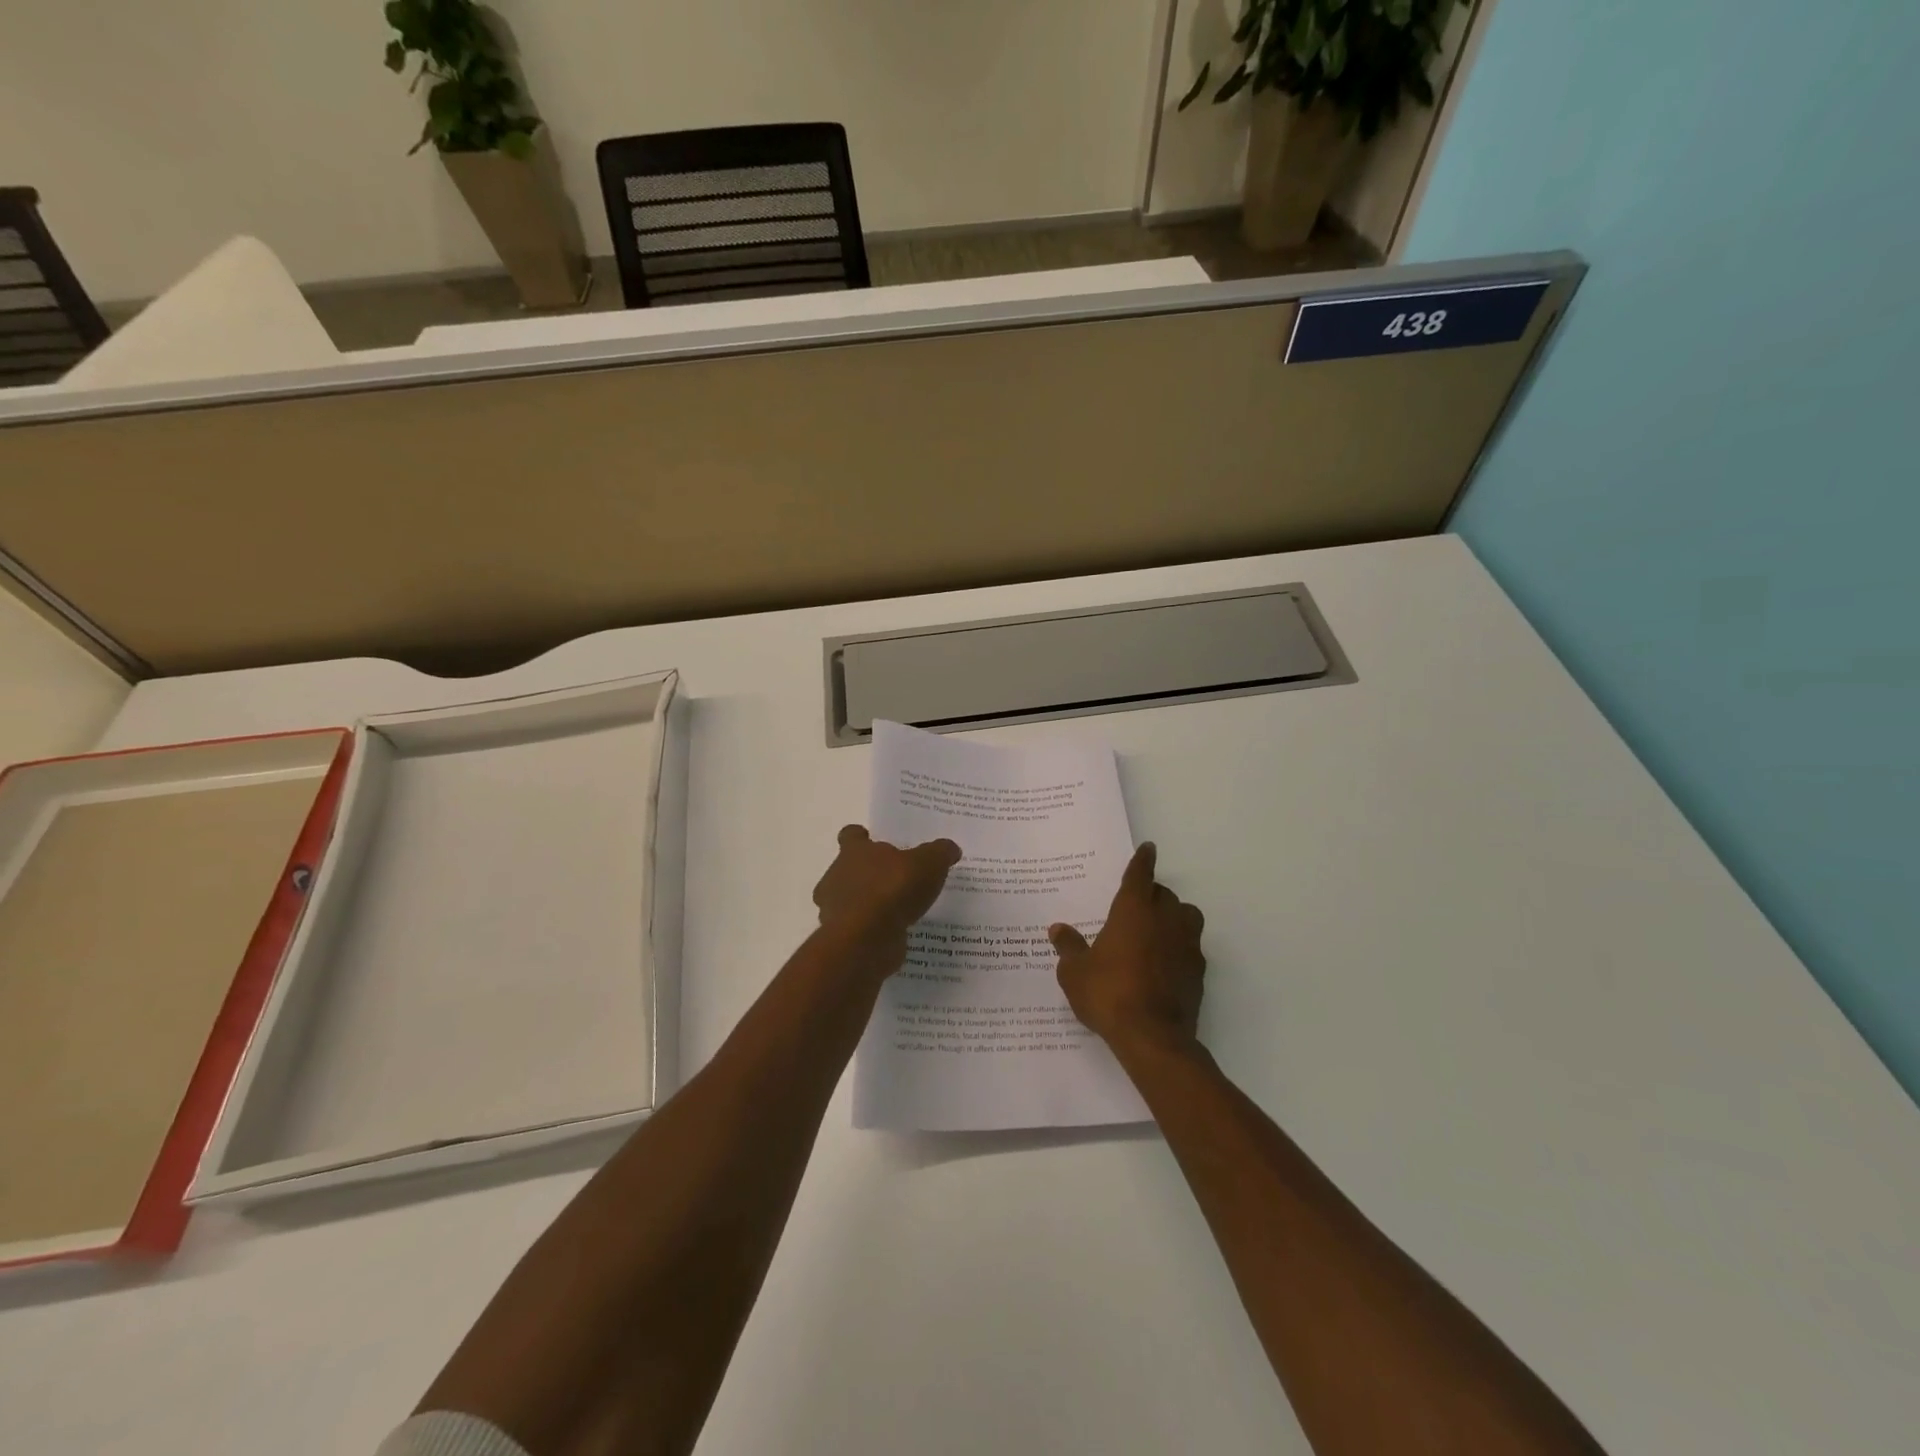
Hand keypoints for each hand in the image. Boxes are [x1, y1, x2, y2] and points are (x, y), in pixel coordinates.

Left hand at [813, 824, 960, 946]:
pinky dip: (874, 929)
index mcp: (854, 852)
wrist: (865, 941)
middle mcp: (838, 876)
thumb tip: (950, 848)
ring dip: (871, 902)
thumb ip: (940, 853)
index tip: (874, 842)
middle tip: (898, 878)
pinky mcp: (843, 937)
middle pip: (850, 868)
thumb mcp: (928, 864)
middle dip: (870, 873)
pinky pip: (860, 927)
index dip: (861, 838)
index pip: (850, 836)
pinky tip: (897, 932)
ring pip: (852, 899)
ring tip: (900, 909)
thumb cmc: (892, 890)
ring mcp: (836, 909)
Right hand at [1050, 843, 1205, 1058]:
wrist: (1152, 1037)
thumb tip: (1058, 929)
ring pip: (1186, 916)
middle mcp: (1164, 919)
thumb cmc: (1108, 994)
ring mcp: (1187, 944)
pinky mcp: (1199, 970)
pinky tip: (1165, 962)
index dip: (1142, 860)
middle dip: (1152, 894)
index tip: (1148, 848)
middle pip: (1164, 894)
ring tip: (1156, 930)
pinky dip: (1180, 946)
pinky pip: (1191, 946)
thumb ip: (1068, 947)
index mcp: (1133, 910)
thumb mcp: (1075, 972)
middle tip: (1136, 906)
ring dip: (1174, 916)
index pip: (1140, 875)